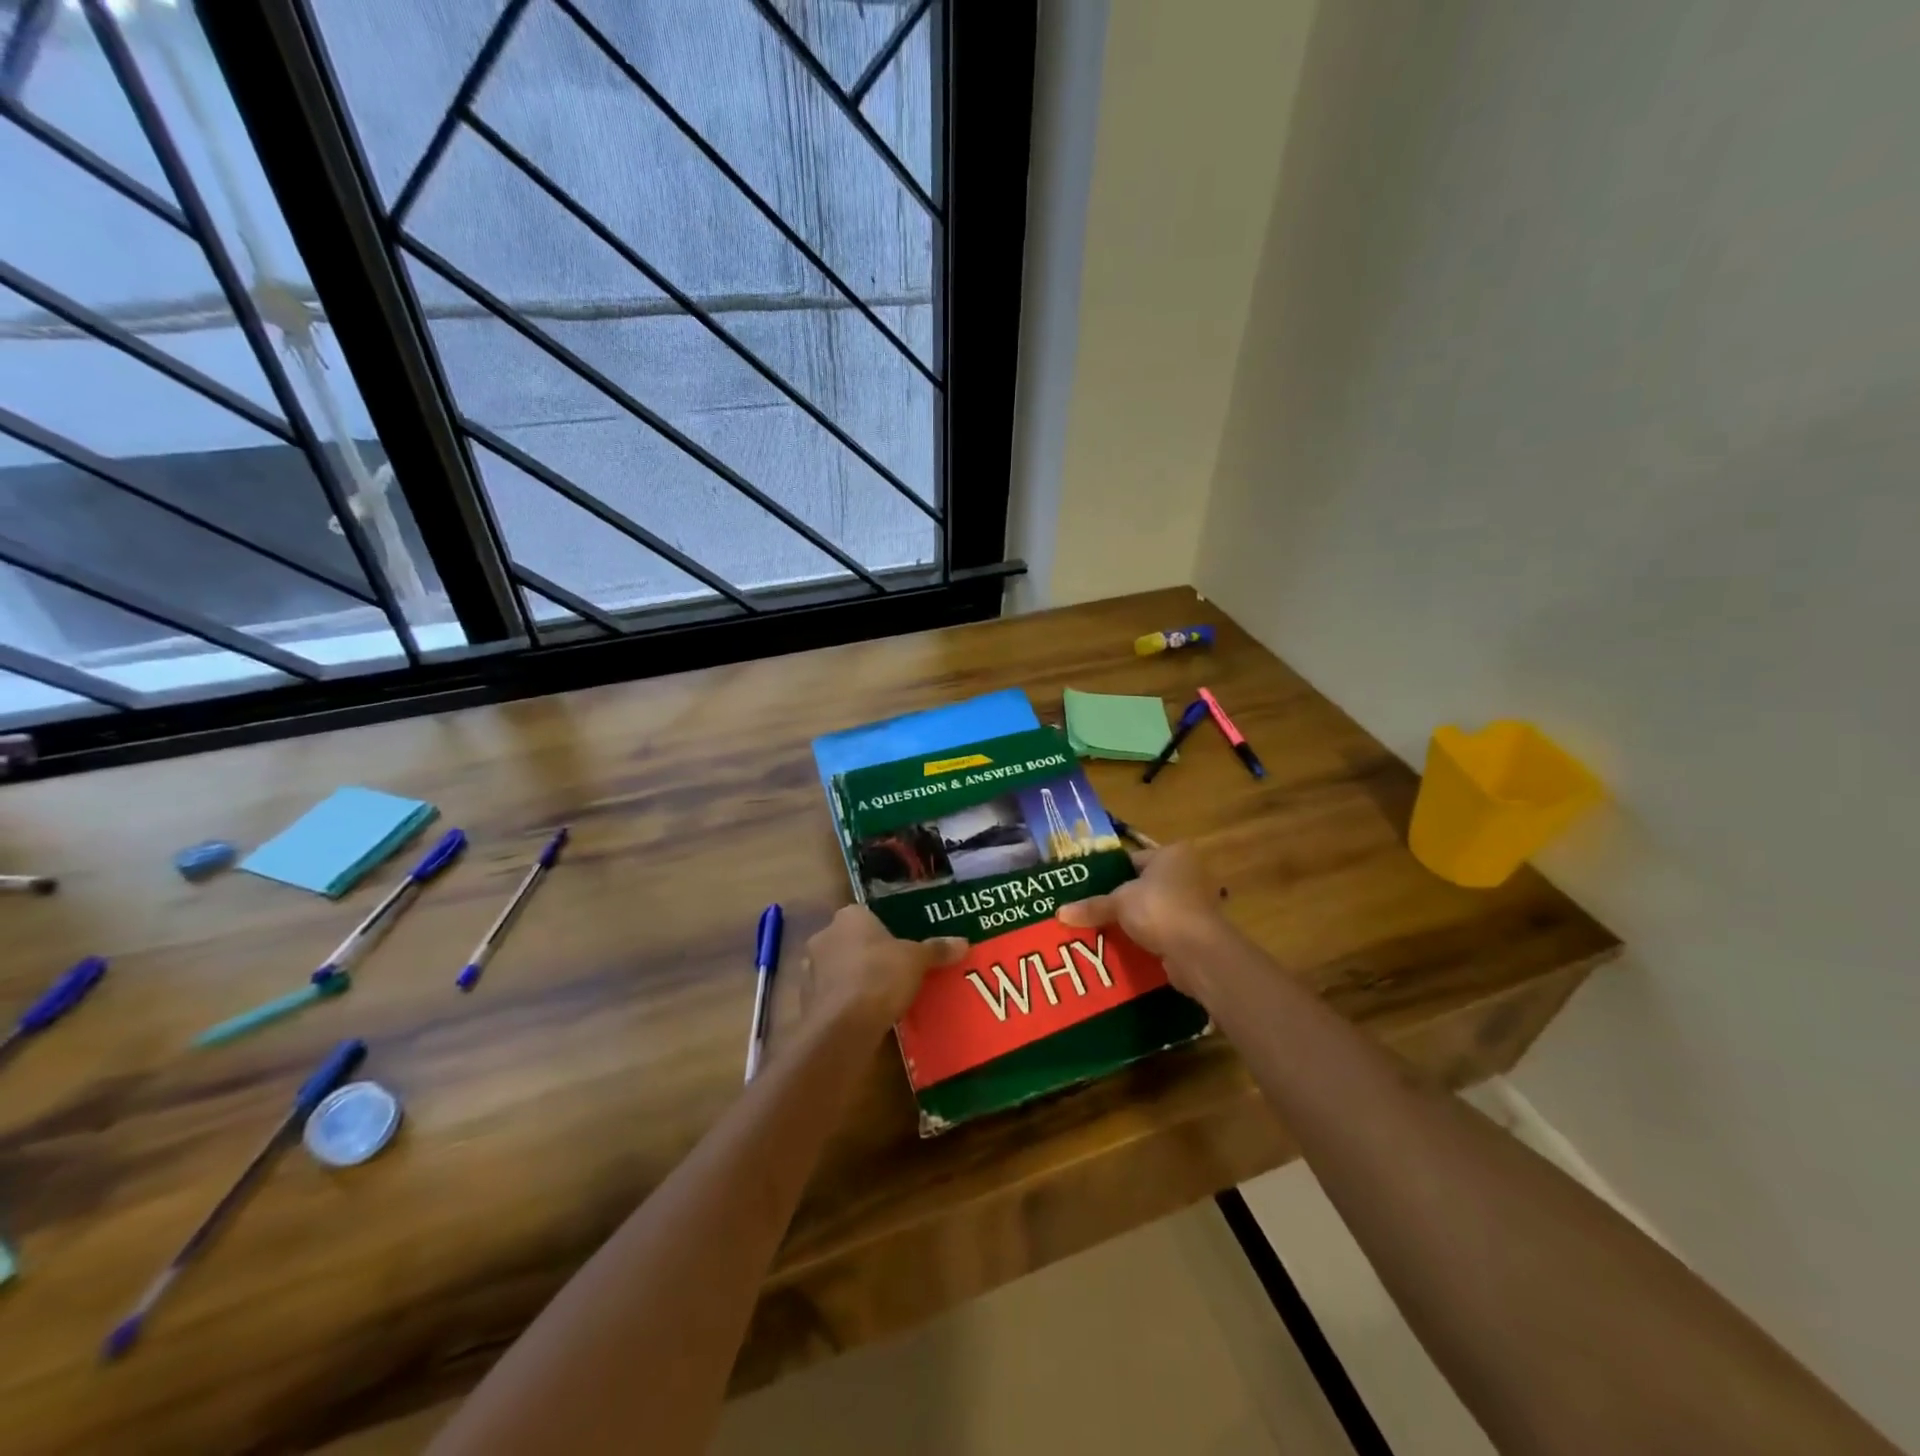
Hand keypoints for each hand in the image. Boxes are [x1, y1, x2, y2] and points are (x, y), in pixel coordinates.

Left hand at [800, 906, 967, 1034]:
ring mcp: (809, 969)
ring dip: (853, 979)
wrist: (842, 1026)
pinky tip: (864, 1015)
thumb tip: (963, 942)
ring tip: (881, 996)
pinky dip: (844, 1002)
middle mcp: (824, 936)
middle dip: (867, 954)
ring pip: (837, 968)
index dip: (883, 931)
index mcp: (849, 916)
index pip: (866, 915)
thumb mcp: (916, 960)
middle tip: (894, 971)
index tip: (900, 947)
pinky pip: (831, 995)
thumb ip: (937, 949)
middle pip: (850, 941)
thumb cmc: (880, 977)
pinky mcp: (806, 1000)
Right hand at [1057, 843, 1230, 1001]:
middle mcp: (1187, 873)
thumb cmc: (1159, 909)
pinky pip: (1161, 931)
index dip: (1107, 874)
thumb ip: (1092, 906)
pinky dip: (1145, 939)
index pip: (1131, 860)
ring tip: (1100, 930)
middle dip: (1119, 900)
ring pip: (1151, 910)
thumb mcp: (1119, 902)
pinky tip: (1121, 947)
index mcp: (1171, 854)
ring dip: (1132, 921)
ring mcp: (1194, 904)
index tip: (1085, 888)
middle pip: (1142, 886)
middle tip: (1088, 910)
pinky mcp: (1194, 932)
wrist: (1198, 952)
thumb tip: (1059, 913)